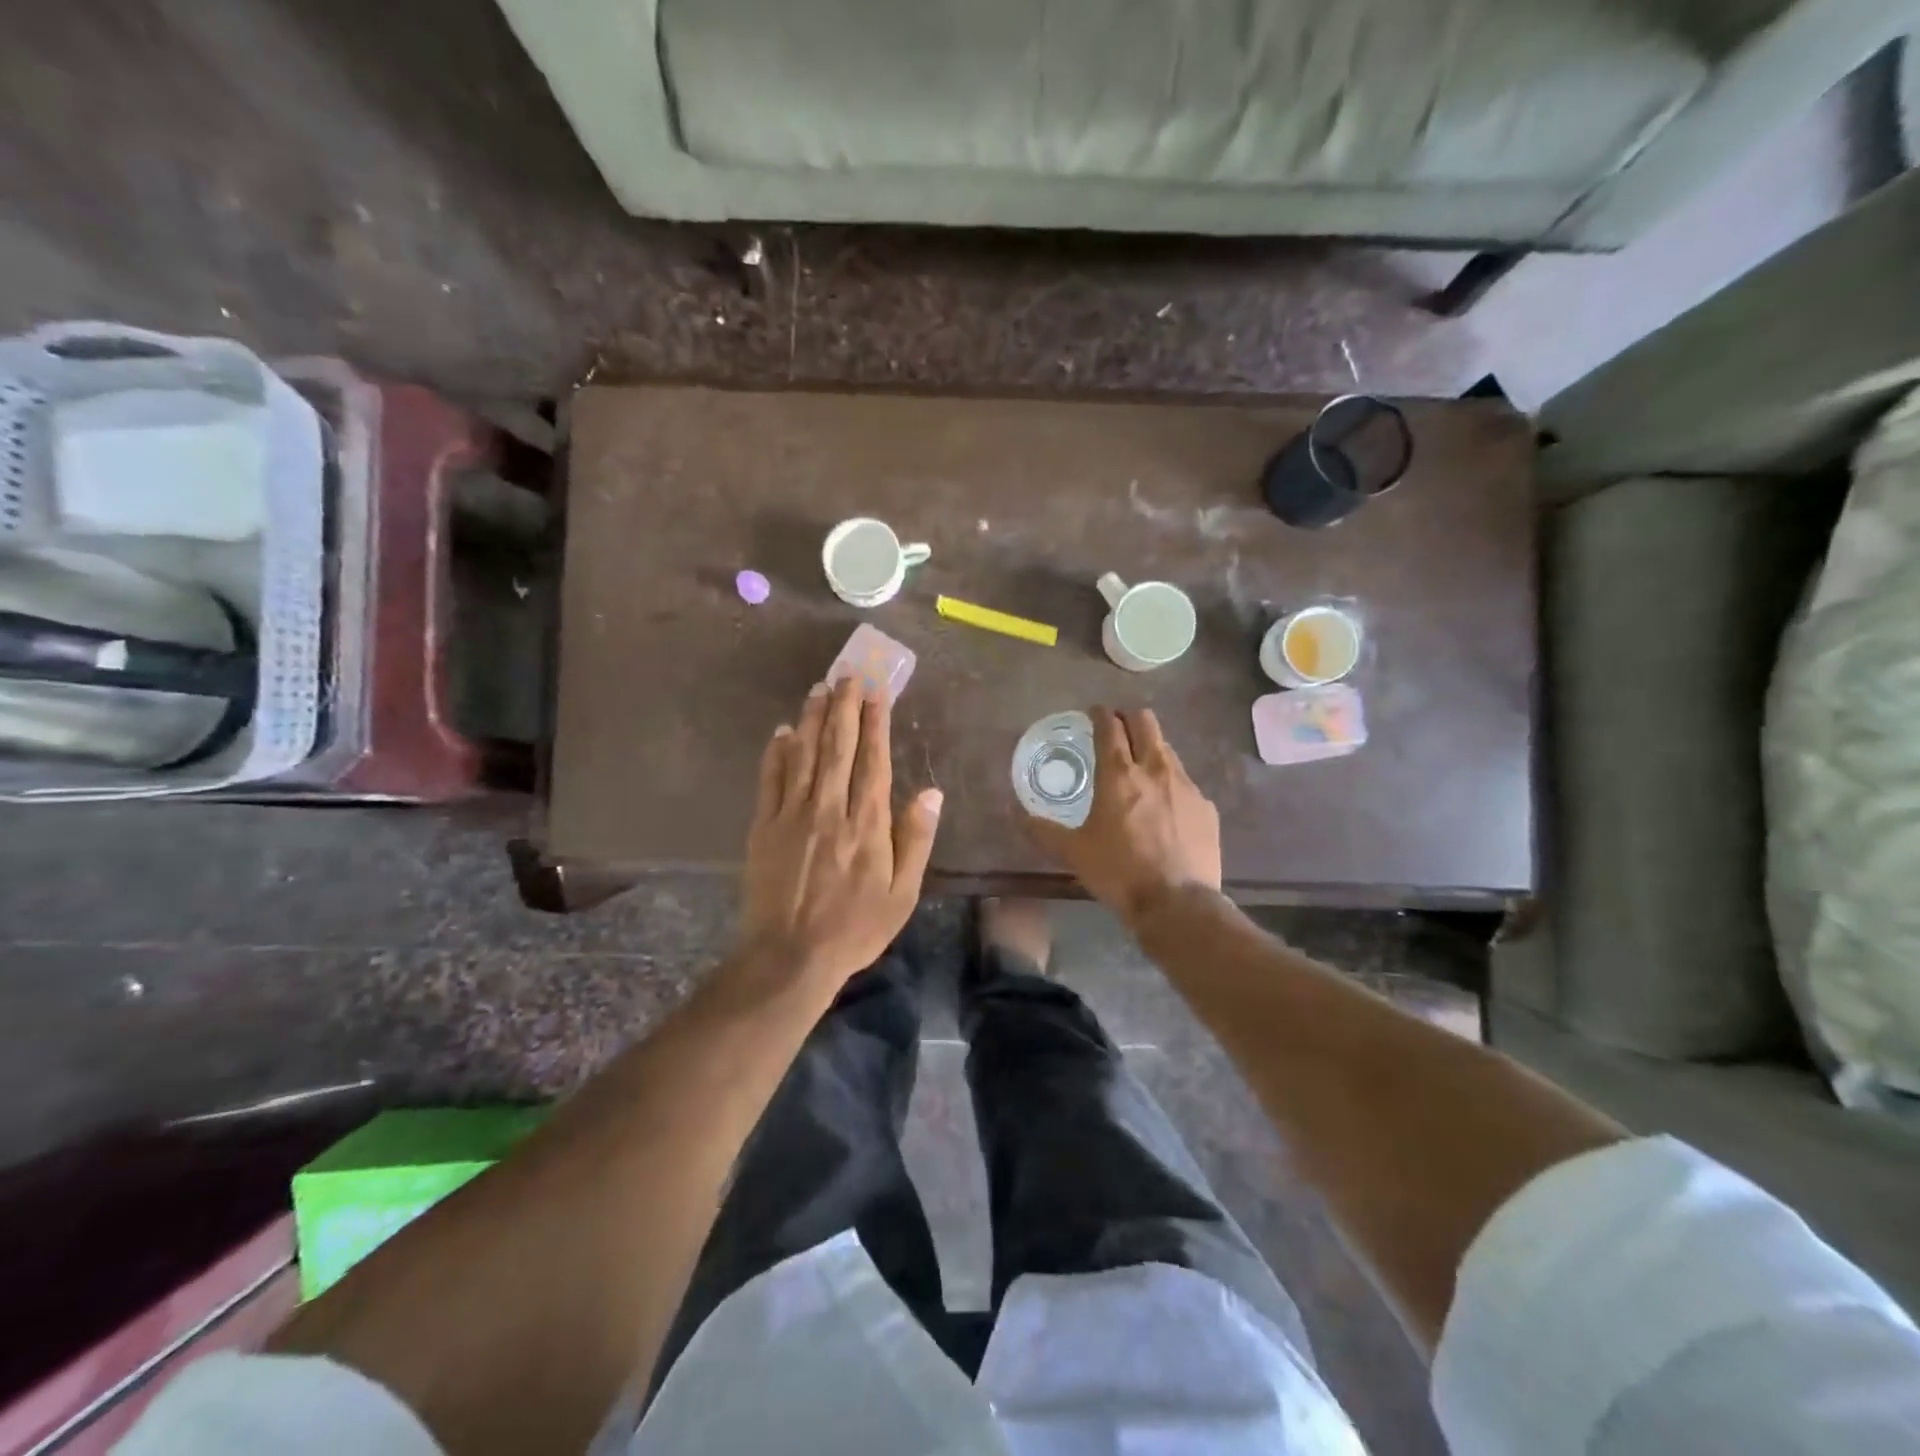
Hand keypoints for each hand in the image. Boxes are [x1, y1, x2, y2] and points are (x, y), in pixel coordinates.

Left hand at [737, 676, 942, 991]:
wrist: (789, 957)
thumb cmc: (854, 928)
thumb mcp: (902, 894)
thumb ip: (916, 839)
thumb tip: (931, 792)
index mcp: (868, 824)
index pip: (873, 761)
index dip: (875, 724)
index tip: (877, 693)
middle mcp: (830, 808)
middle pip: (837, 747)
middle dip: (843, 707)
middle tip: (847, 675)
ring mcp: (793, 815)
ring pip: (804, 754)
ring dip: (812, 718)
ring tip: (819, 688)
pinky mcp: (764, 826)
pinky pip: (771, 779)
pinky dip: (777, 752)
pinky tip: (783, 731)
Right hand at [1024, 707, 1220, 926]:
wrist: (1177, 904)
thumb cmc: (1118, 872)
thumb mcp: (1072, 852)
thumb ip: (1041, 828)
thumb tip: (1012, 811)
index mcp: (1119, 774)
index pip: (1110, 725)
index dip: (1100, 714)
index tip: (1093, 713)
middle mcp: (1155, 769)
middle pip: (1146, 721)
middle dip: (1129, 718)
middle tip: (1117, 730)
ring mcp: (1186, 785)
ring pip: (1167, 749)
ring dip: (1150, 748)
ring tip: (1139, 768)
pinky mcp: (1206, 806)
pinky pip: (1185, 782)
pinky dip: (1170, 784)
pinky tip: (1165, 807)